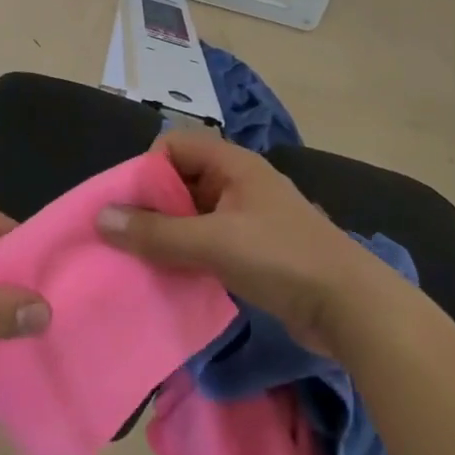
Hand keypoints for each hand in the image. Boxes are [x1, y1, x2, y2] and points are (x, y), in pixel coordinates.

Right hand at [96, 132, 364, 351]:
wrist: (353, 310)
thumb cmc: (282, 259)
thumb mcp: (213, 242)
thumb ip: (156, 232)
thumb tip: (101, 217)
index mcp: (233, 164)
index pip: (174, 145)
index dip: (148, 168)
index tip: (130, 205)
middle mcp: (239, 182)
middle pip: (181, 179)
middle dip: (152, 205)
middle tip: (129, 237)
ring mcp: (249, 217)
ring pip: (194, 213)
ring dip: (169, 233)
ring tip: (145, 260)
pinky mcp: (257, 250)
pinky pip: (209, 240)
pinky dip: (189, 253)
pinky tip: (175, 276)